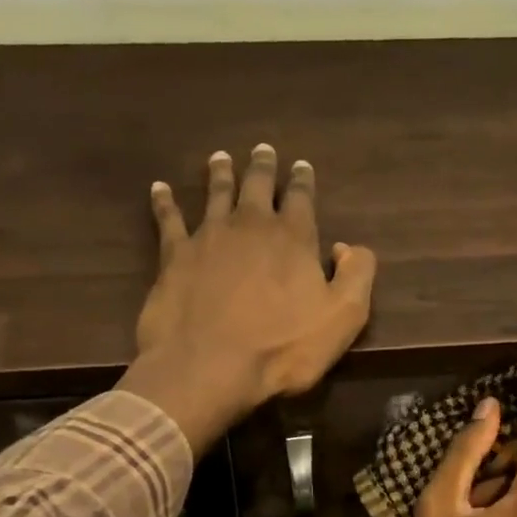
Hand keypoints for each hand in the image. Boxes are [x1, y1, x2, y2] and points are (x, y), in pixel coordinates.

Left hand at [118, 145, 376, 452]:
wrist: (209, 366)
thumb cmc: (282, 348)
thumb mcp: (343, 317)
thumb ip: (357, 275)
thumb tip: (349, 247)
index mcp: (293, 238)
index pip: (301, 198)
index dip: (302, 181)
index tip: (301, 166)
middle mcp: (250, 225)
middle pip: (257, 186)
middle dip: (262, 167)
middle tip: (262, 149)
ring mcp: (208, 237)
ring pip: (216, 194)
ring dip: (220, 174)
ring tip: (220, 158)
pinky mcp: (174, 256)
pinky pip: (168, 219)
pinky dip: (164, 201)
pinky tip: (159, 188)